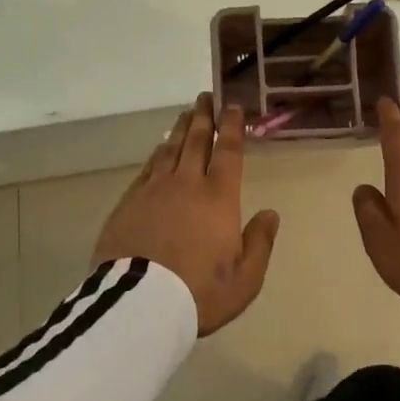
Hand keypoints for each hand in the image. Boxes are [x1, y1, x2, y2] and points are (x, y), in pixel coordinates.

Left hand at [93, 94, 279, 335]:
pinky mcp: (129, 202)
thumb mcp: (245, 279)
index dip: (232, 127)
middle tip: (206, 97)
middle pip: (196, 140)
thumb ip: (259, 243)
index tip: (233, 107)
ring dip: (180, 129)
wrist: (140, 304)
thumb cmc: (199, 293)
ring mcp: (154, 190)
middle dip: (204, 117)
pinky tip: (159, 149)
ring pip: (170, 149)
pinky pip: (147, 168)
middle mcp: (187, 183)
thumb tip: (270, 214)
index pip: (228, 152)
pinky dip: (157, 153)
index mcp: (219, 197)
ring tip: (186, 114)